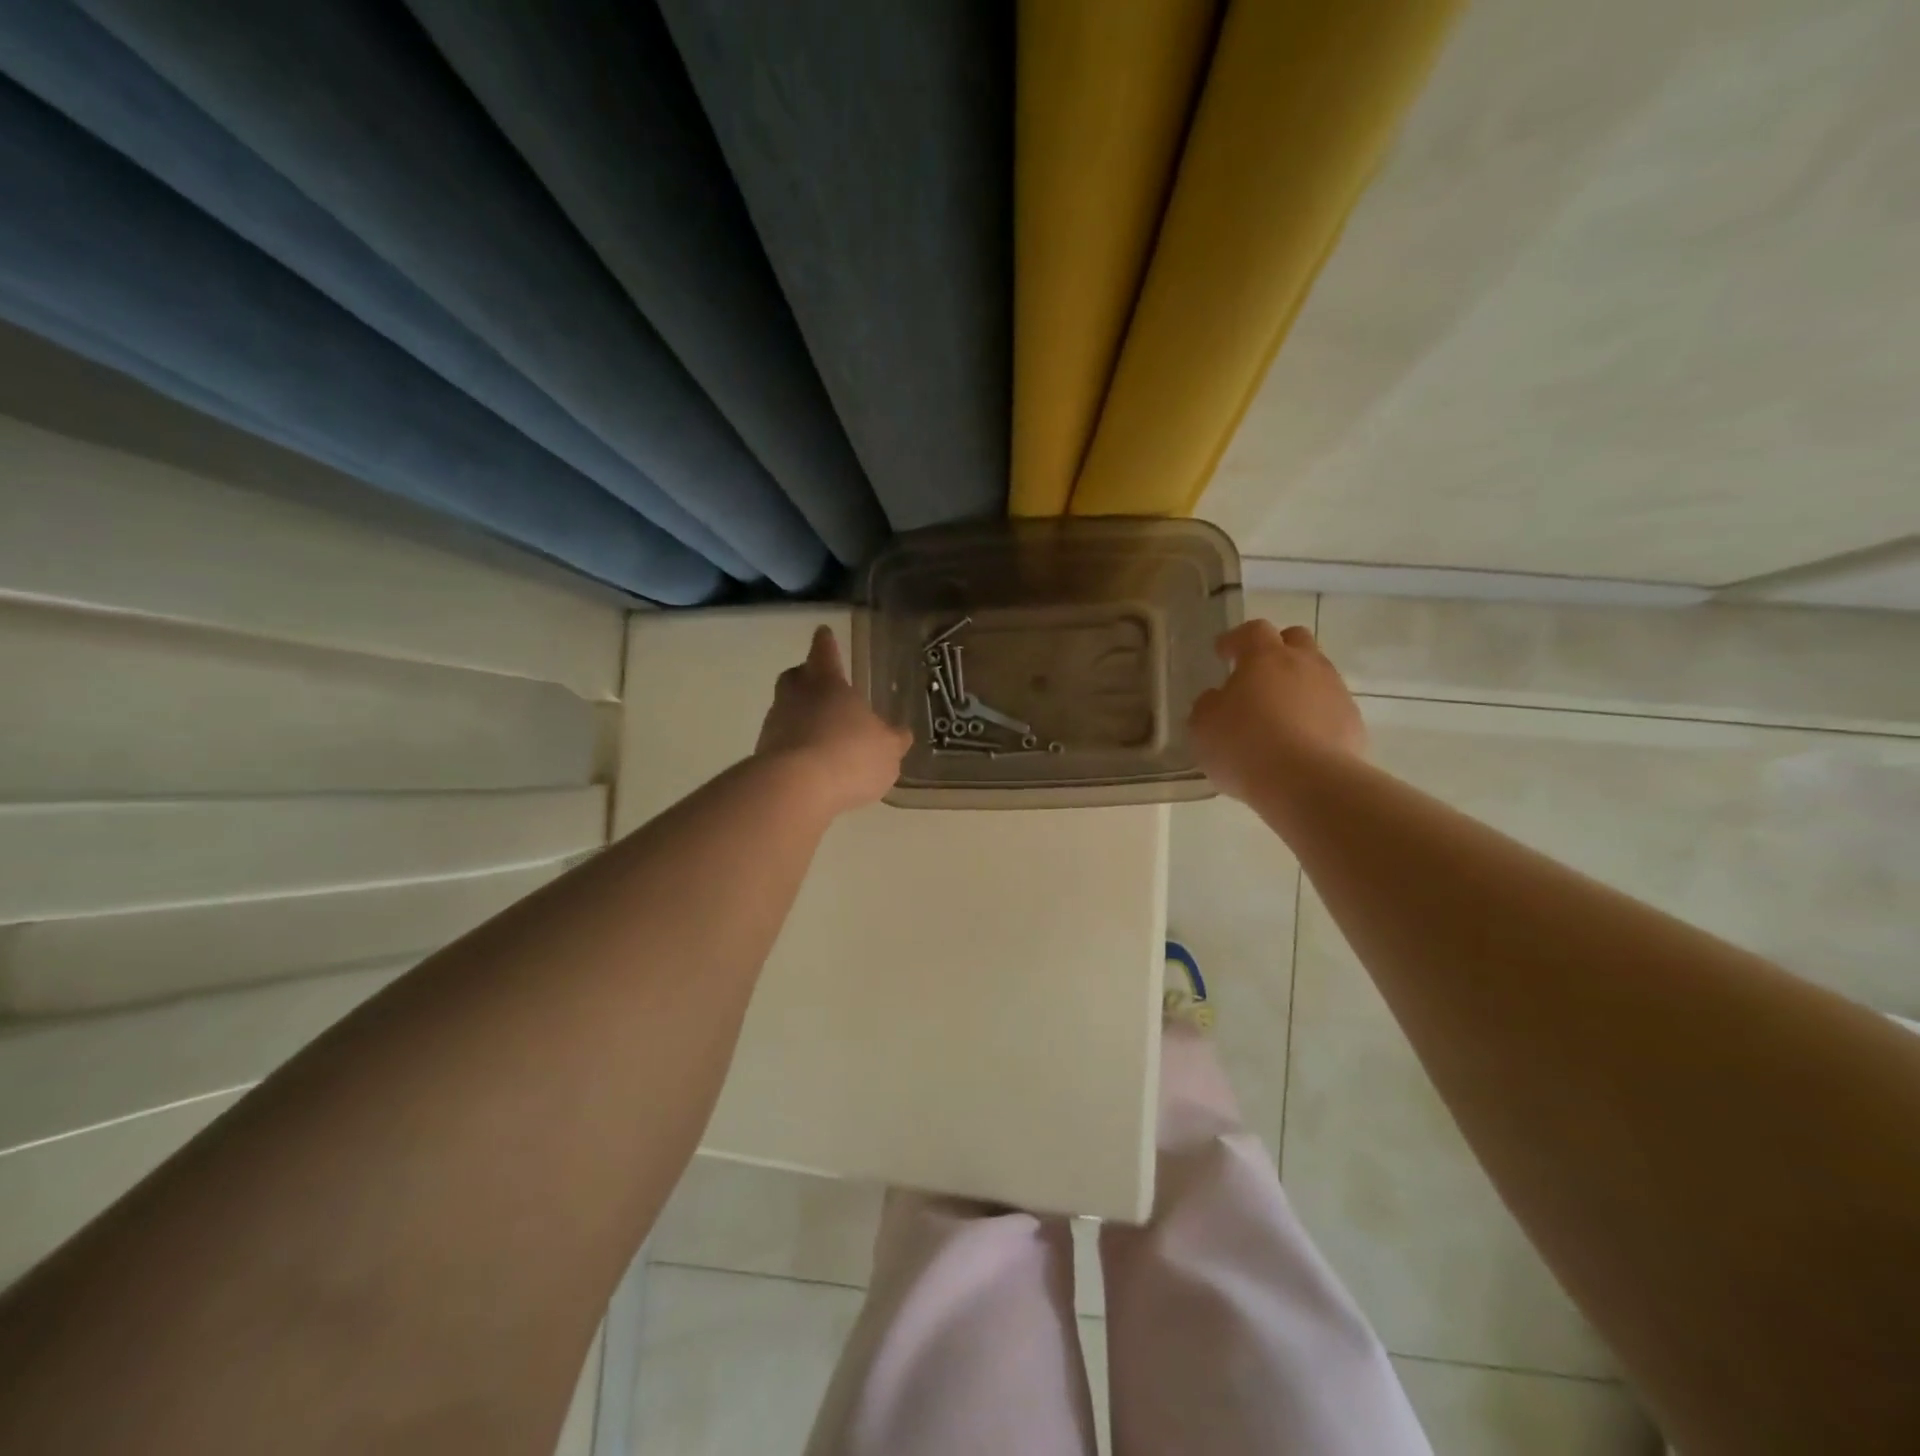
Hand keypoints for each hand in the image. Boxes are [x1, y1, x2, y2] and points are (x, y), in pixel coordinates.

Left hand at [756, 626, 911, 814]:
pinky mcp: (763, 755)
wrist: (795, 789)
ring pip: (785, 710)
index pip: (825, 653)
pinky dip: (794, 746)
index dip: (826, 643)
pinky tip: (810, 763)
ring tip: (821, 733)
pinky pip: (782, 742)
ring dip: (799, 716)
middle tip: (818, 683)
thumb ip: (893, 740)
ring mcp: (775, 725)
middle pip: (796, 677)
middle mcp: (797, 697)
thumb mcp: (887, 750)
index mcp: (828, 684)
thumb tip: (901, 733)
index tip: (823, 632)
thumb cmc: (850, 755)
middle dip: (806, 676)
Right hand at [1189, 621, 1365, 802]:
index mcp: (1265, 657)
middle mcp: (1305, 664)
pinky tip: (1301, 740)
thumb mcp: (1203, 726)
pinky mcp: (1353, 722)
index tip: (1223, 652)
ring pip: (1317, 674)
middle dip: (1277, 649)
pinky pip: (1331, 709)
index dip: (1236, 639)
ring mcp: (1335, 692)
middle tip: (1258, 673)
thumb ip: (1209, 705)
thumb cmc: (1245, 746)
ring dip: (1298, 684)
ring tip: (1280, 713)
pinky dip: (1315, 716)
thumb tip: (1218, 699)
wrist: (1308, 783)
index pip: (1252, 631)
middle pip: (1296, 639)